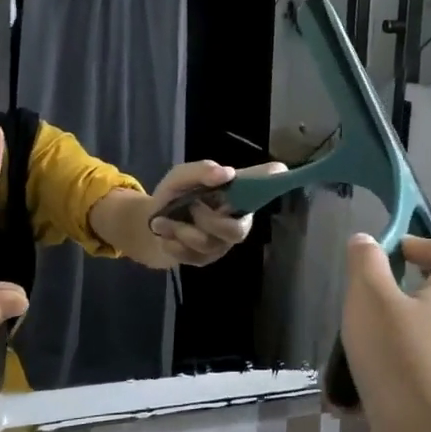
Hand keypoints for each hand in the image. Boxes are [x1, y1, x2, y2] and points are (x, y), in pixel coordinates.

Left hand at [142, 160, 287, 266]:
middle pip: (238, 232)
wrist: (149, 223)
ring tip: (162, 221)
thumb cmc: (174, 194)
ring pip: (209, 244)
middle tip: (190, 207)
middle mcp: (236, 220)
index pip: (265, 186)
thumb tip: (226, 173)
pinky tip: (165, 235)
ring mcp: (222, 243)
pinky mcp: (205, 260)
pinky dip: (172, 243)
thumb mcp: (181, 176)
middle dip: (208, 220)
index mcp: (237, 195)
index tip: (280, 172)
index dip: (275, 182)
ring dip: (181, 230)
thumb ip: (201, 171)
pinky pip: (192, 256)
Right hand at [340, 234, 430, 431]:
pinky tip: (352, 381)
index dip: (429, 243)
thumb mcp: (370, 296)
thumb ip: (366, 263)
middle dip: (395, 289)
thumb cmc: (398, 354)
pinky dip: (383, 367)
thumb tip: (366, 242)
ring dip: (384, 330)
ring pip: (416, 331)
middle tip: (362, 298)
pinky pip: (407, 367)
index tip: (394, 254)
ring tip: (351, 341)